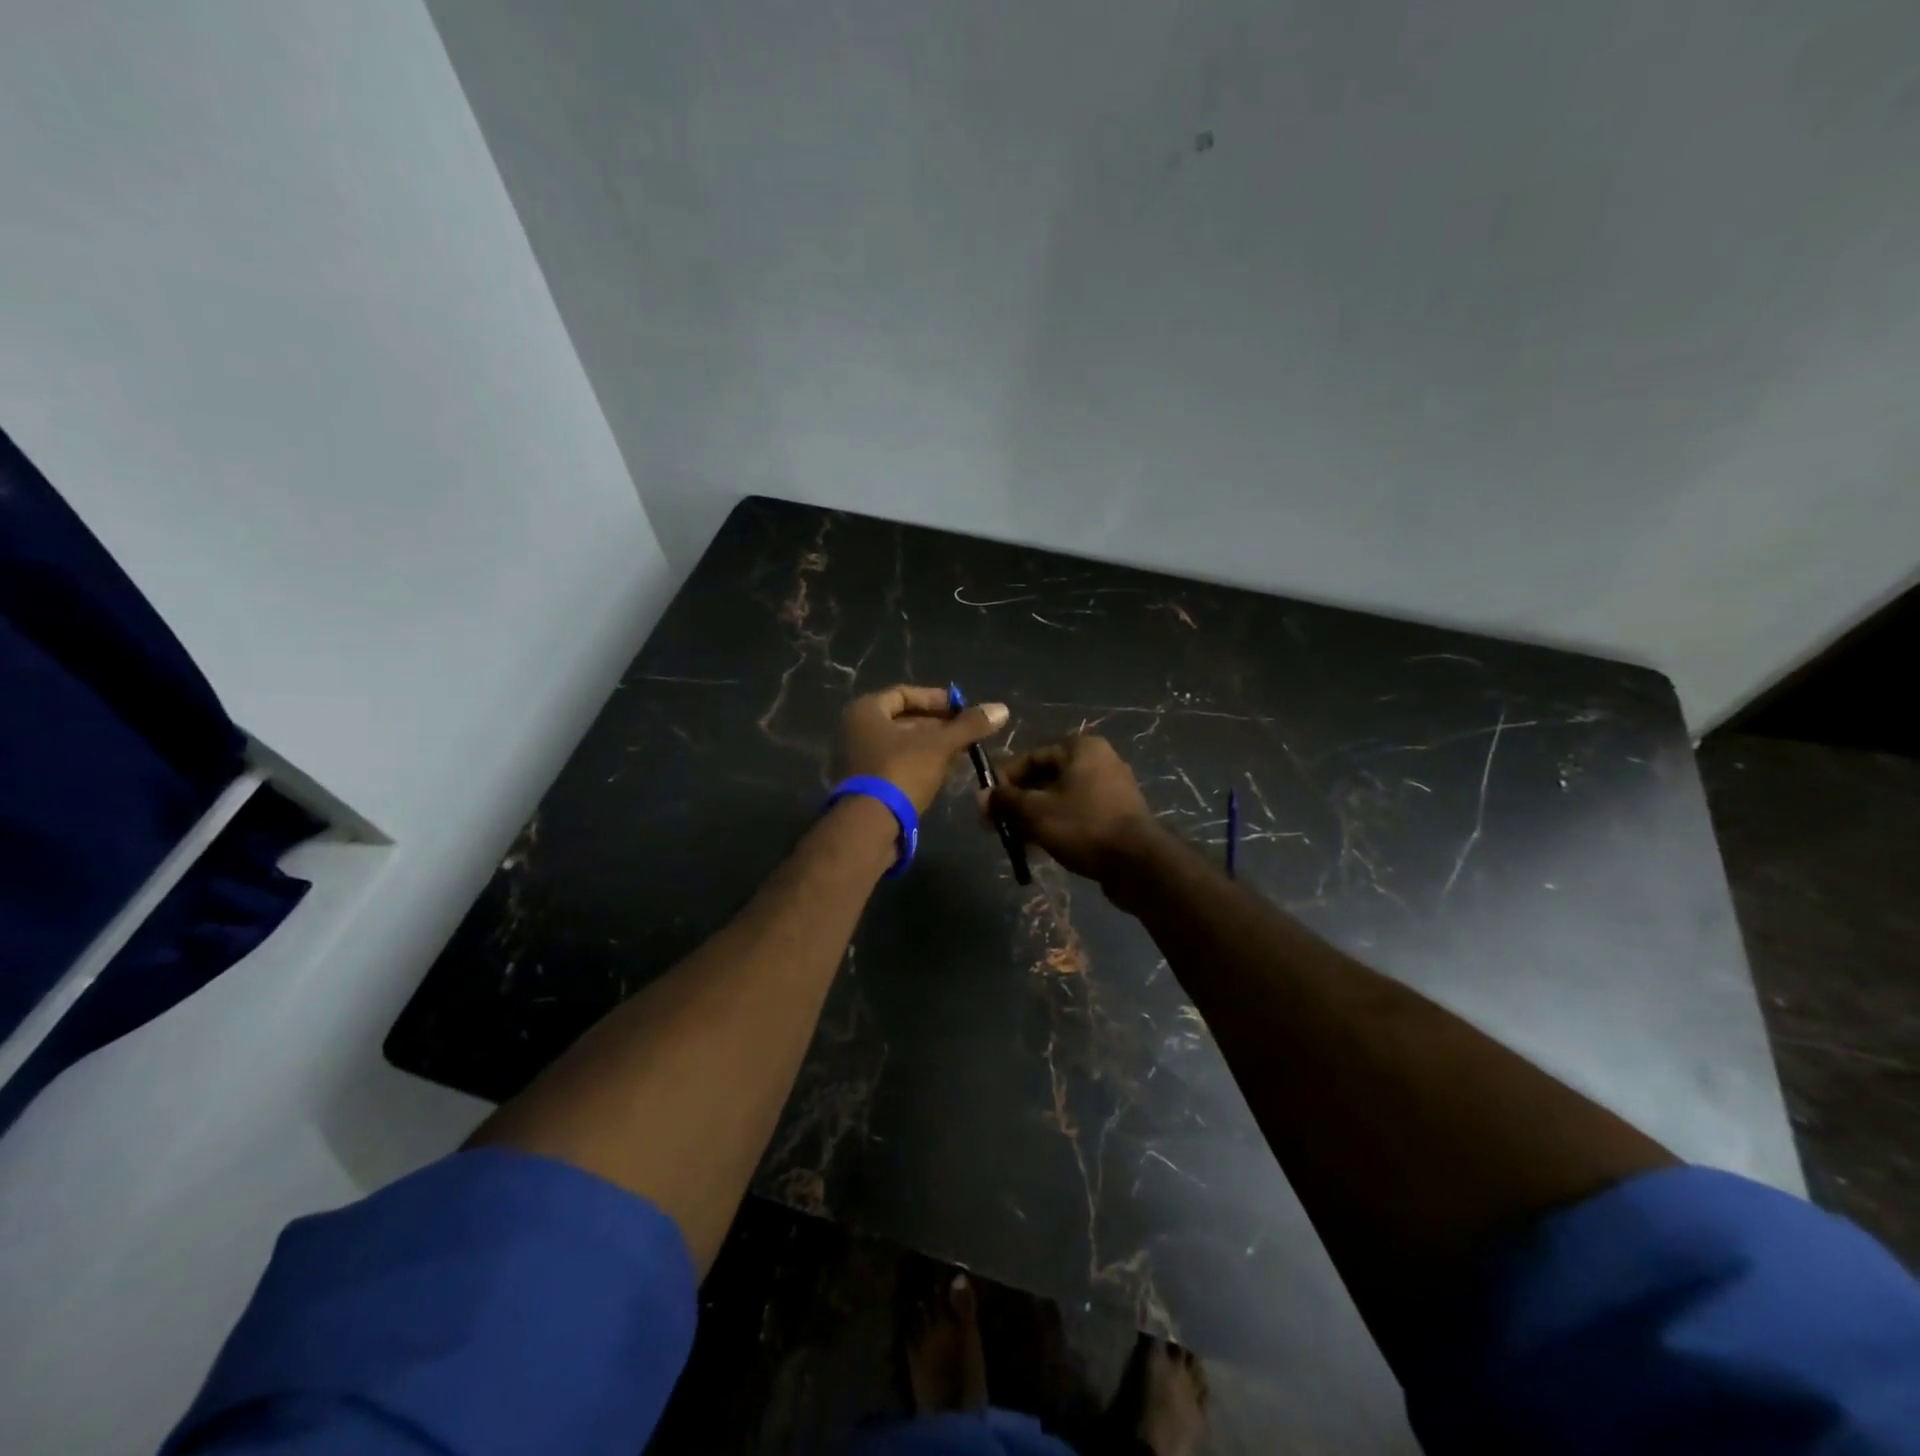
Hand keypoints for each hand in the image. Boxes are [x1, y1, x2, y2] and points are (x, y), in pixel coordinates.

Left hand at [841, 685, 1008, 813]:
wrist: (873, 825)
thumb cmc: (902, 771)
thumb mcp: (940, 745)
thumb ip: (969, 725)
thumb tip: (1002, 709)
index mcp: (867, 711)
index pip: (905, 694)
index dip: (937, 699)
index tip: (963, 709)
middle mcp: (859, 730)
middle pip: (905, 720)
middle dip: (939, 725)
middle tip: (968, 731)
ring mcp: (862, 758)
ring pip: (905, 744)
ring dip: (934, 745)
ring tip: (965, 750)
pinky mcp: (871, 783)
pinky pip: (901, 763)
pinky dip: (923, 763)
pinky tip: (949, 769)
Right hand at [987, 735, 1162, 886]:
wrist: (1138, 864)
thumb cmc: (1084, 826)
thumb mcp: (1036, 812)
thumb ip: (1006, 801)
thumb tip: (982, 796)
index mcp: (1080, 748)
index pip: (1030, 757)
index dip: (1003, 780)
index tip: (985, 804)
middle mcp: (1098, 761)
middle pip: (1045, 778)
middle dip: (1017, 802)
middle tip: (995, 826)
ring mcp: (1110, 788)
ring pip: (1060, 798)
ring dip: (1034, 817)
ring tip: (1014, 842)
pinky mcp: (1116, 815)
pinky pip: (1077, 814)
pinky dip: (1056, 826)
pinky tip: (1038, 848)